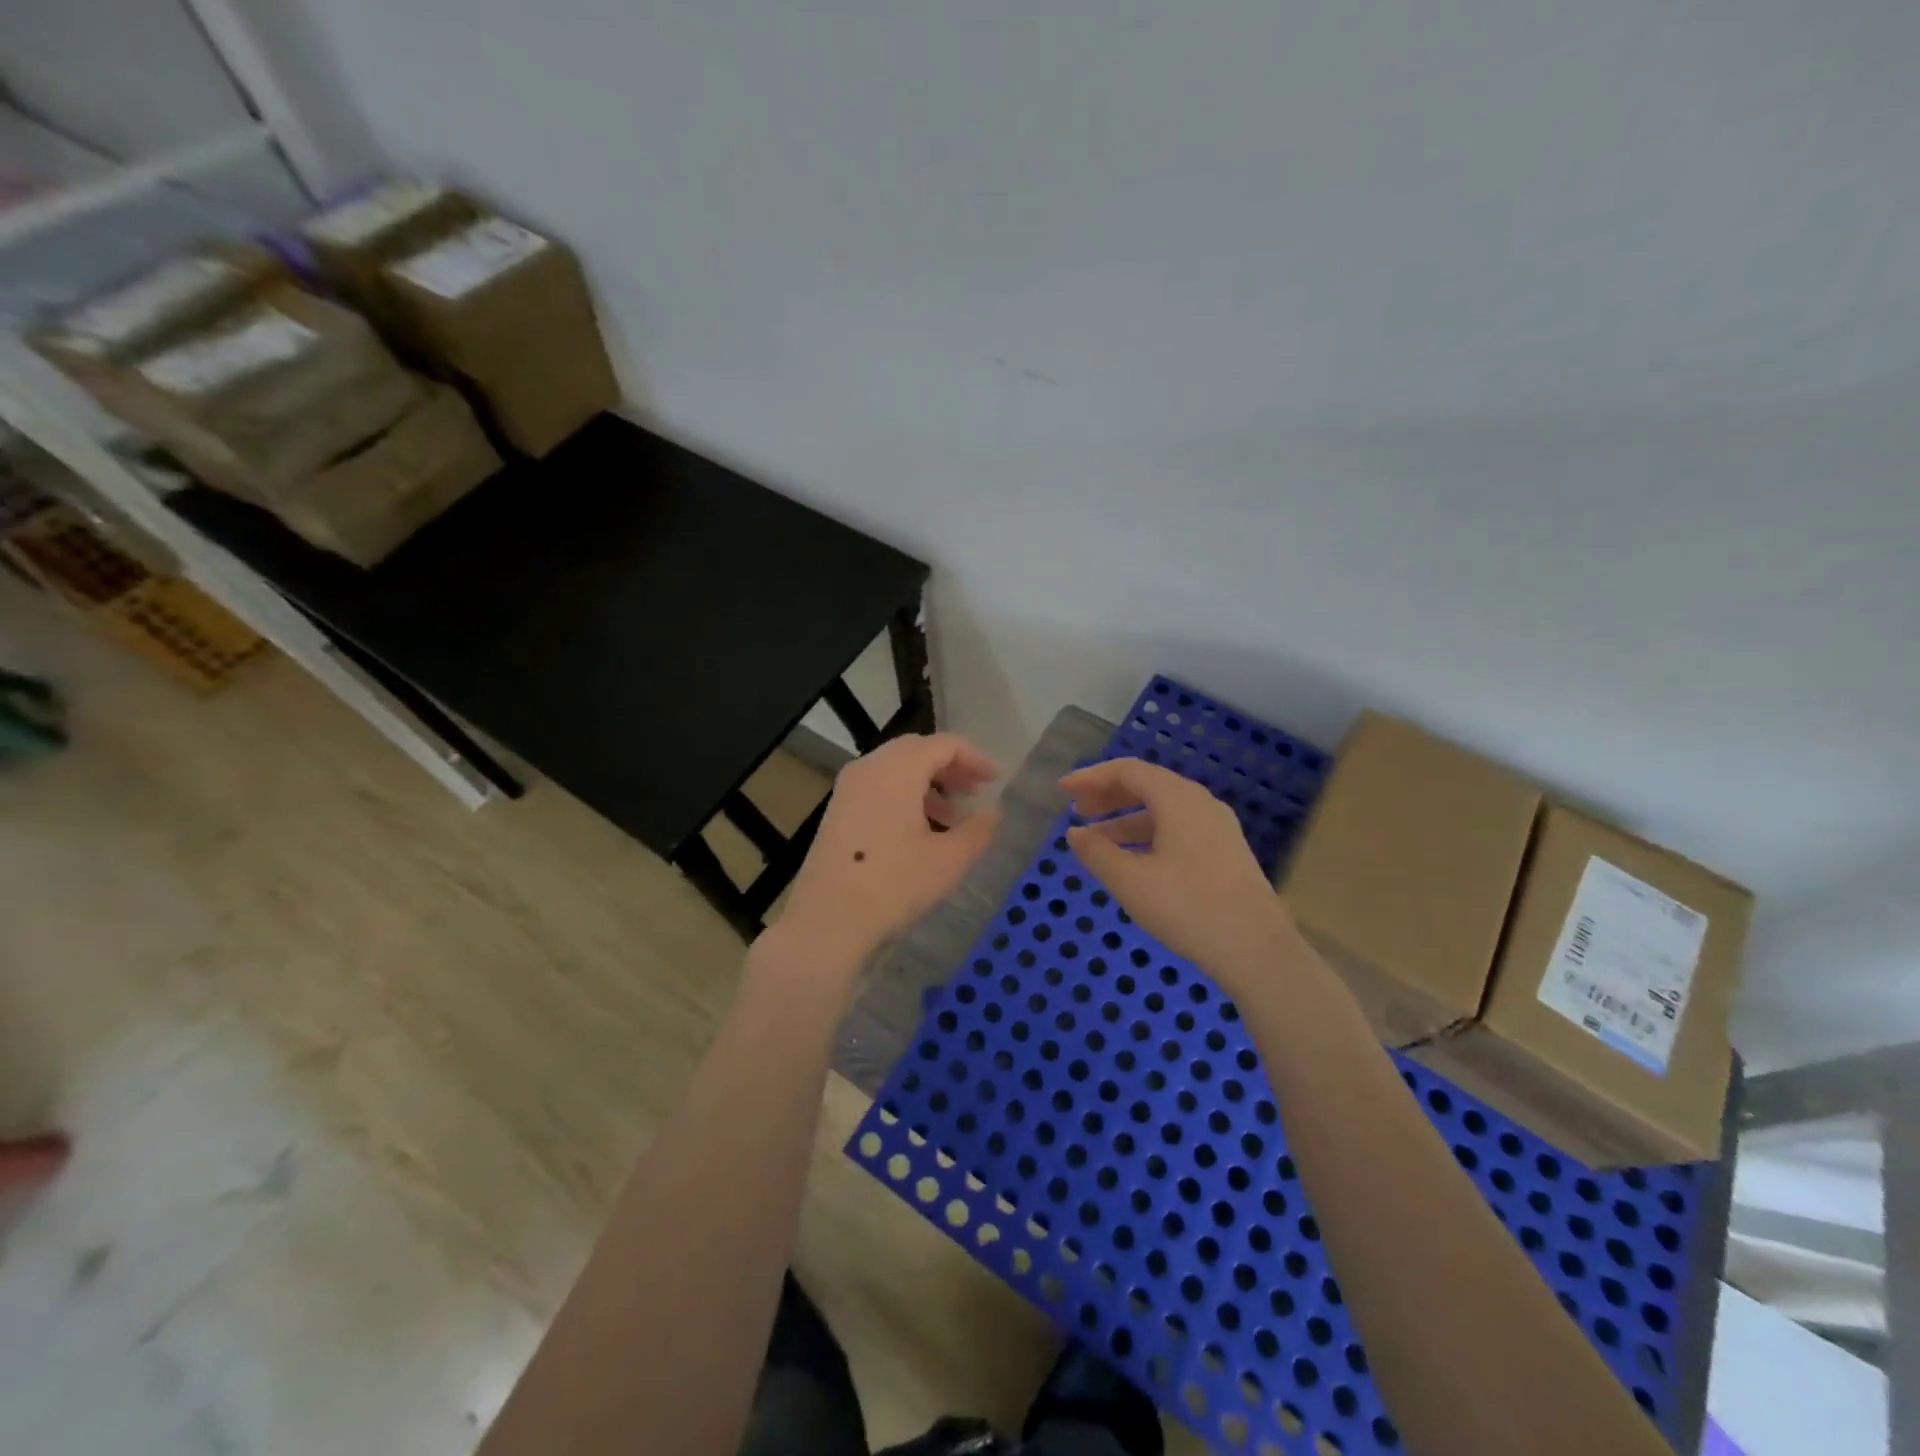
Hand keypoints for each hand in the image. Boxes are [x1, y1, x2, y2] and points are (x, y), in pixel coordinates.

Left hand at [768, 734, 1002, 977]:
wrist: (827, 921)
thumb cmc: (893, 885)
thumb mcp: (948, 860)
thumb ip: (978, 830)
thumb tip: (993, 813)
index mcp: (897, 769)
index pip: (943, 744)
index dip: (975, 758)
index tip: (996, 780)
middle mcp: (869, 768)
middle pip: (917, 750)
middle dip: (951, 767)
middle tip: (976, 792)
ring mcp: (848, 788)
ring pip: (896, 769)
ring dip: (928, 784)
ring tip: (952, 817)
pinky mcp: (838, 810)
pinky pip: (878, 787)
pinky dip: (905, 796)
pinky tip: (920, 831)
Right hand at [1060, 757, 1295, 992]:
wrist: (1257, 949)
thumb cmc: (1188, 907)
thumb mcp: (1130, 881)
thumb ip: (1096, 852)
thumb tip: (1074, 834)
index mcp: (1177, 798)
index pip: (1127, 771)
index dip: (1090, 777)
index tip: (1062, 791)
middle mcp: (1199, 802)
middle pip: (1146, 785)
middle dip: (1107, 796)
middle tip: (1076, 812)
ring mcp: (1217, 827)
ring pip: (1162, 811)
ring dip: (1124, 820)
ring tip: (1095, 841)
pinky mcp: (1224, 852)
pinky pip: (1177, 829)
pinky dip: (1147, 836)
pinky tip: (1132, 861)